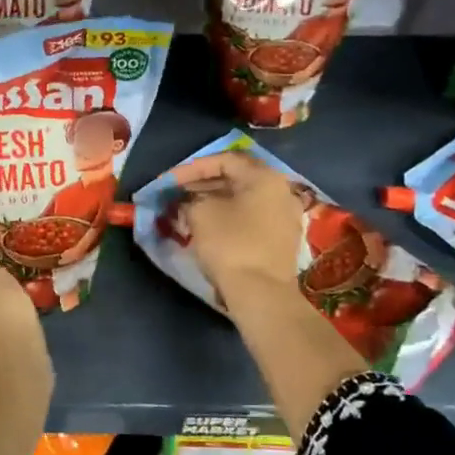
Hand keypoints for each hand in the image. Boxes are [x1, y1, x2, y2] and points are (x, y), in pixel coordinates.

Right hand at [172, 149, 305, 304]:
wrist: (262, 294)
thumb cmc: (230, 244)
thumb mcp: (200, 213)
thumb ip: (190, 199)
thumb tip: (189, 201)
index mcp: (264, 177)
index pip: (223, 160)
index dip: (191, 168)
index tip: (168, 181)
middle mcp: (281, 191)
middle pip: (236, 178)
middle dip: (202, 183)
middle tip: (177, 193)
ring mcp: (286, 216)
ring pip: (244, 199)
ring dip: (214, 200)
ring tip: (187, 209)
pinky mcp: (282, 240)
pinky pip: (251, 217)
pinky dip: (229, 216)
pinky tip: (208, 226)